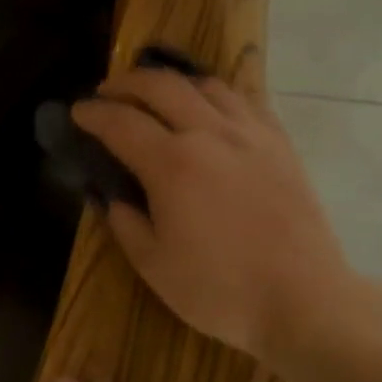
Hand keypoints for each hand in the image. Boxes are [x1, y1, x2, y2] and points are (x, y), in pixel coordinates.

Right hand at [71, 67, 352, 362]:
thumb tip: (113, 196)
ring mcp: (250, 135)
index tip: (77, 111)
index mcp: (172, 164)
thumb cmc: (221, 290)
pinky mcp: (281, 144)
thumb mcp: (154, 266)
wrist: (304, 300)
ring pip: (206, 85)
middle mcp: (210, 134)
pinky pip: (246, 101)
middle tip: (108, 93)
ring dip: (173, 82)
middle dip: (127, 82)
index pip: (121, 123)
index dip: (93, 114)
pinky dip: (218, 95)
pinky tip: (213, 108)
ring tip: (158, 95)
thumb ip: (126, 223)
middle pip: (161, 86)